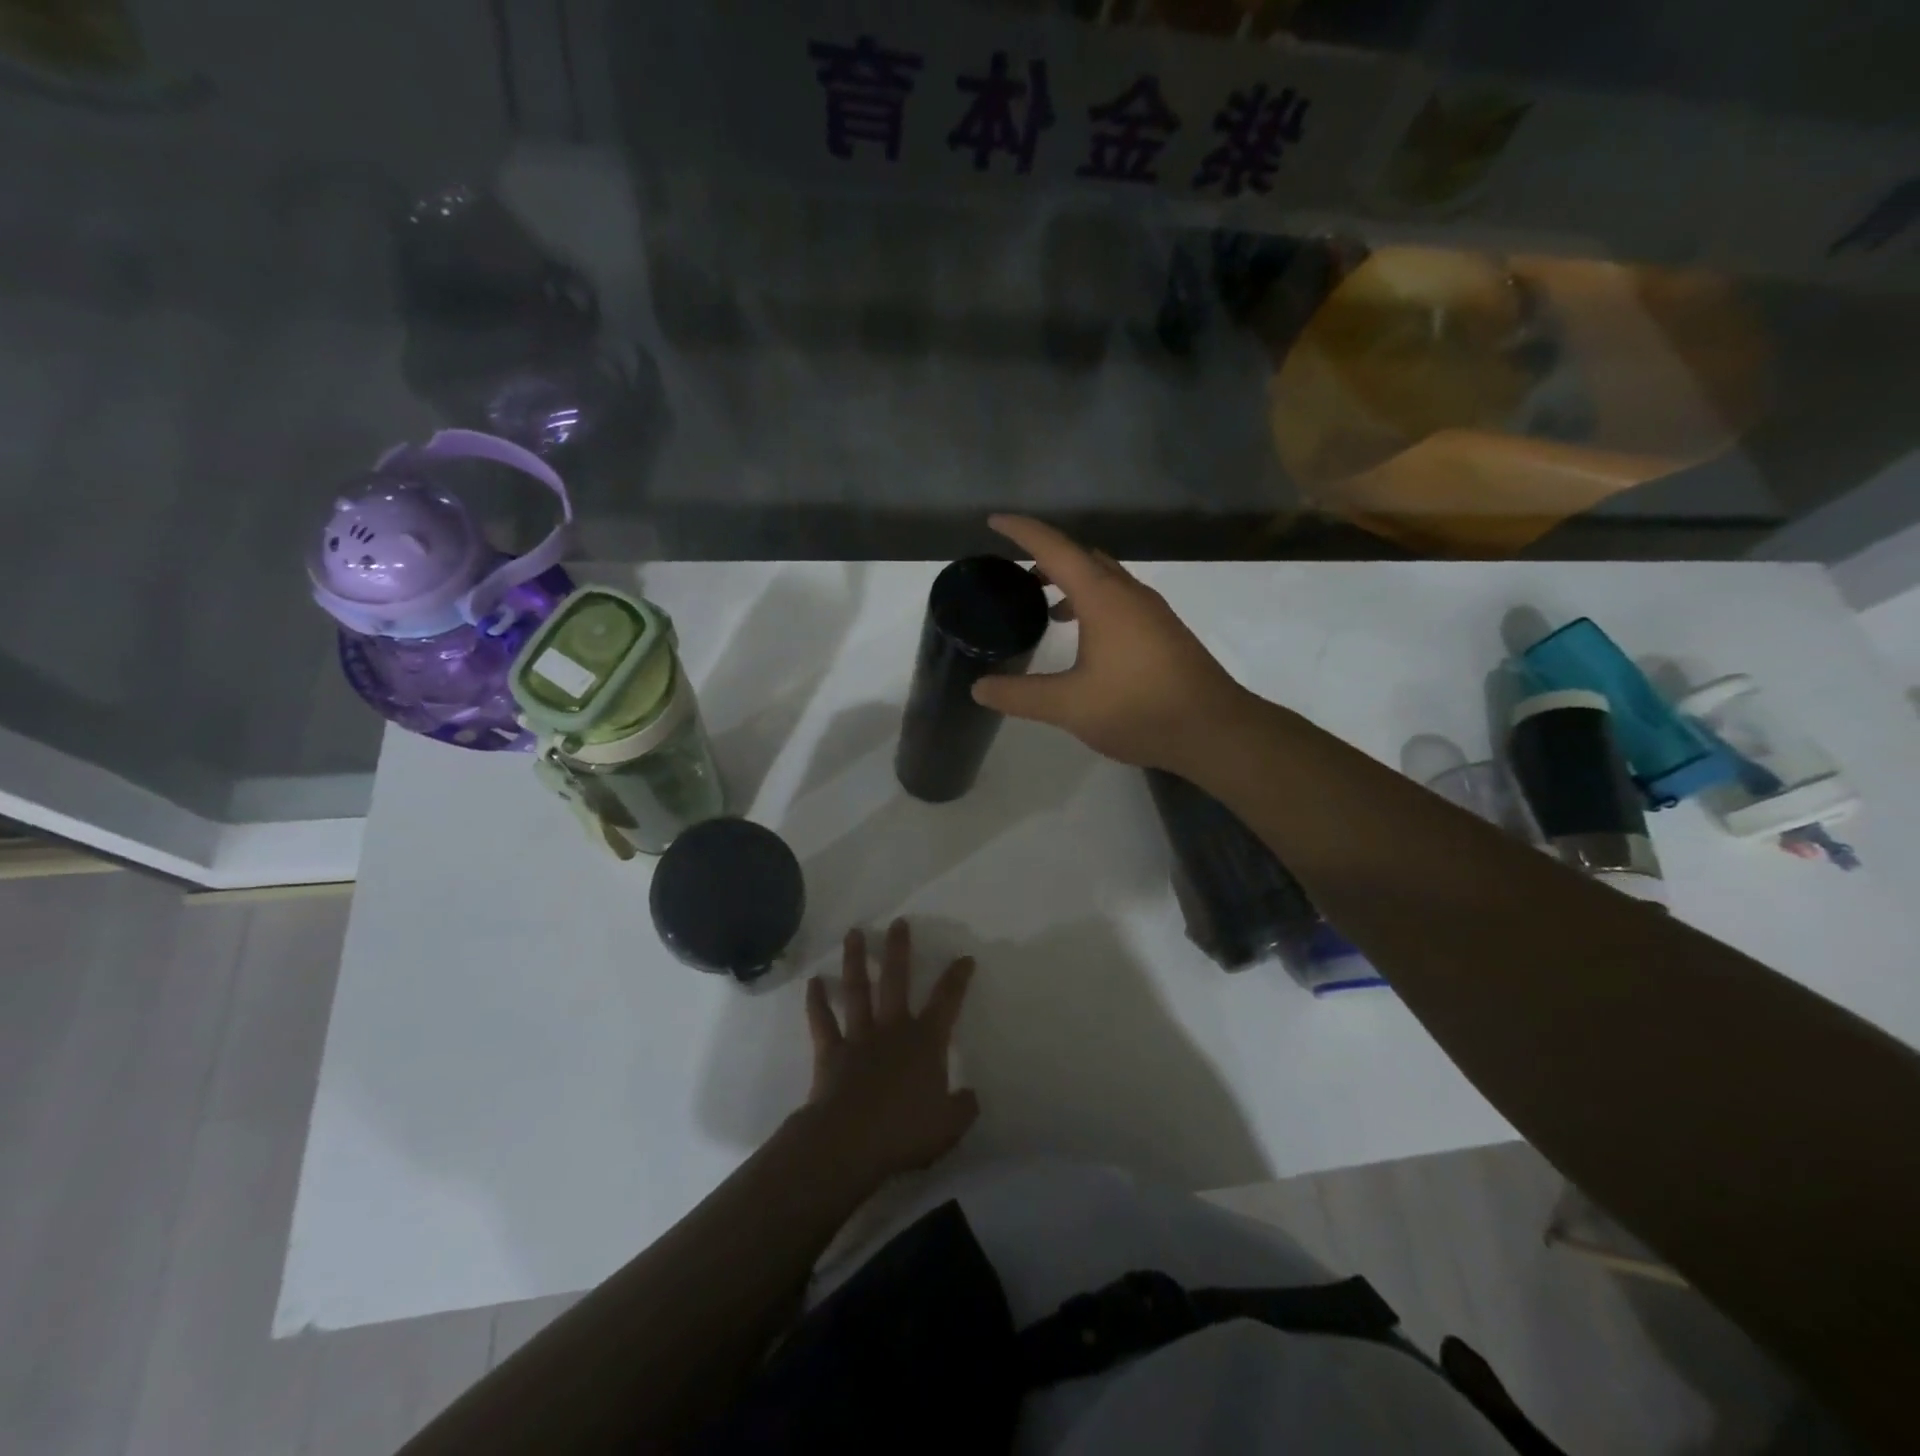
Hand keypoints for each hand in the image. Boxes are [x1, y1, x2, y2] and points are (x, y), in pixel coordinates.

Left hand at [803, 919, 979, 1183]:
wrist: (851, 1142)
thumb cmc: (905, 1133)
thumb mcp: (949, 1126)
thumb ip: (964, 1107)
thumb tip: (971, 1095)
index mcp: (926, 1043)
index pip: (947, 1002)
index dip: (957, 978)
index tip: (964, 957)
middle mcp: (893, 1029)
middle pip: (897, 980)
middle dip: (899, 950)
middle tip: (898, 923)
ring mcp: (859, 1037)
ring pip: (858, 990)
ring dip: (855, 960)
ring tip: (853, 933)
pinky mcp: (831, 1052)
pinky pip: (822, 1021)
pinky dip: (816, 1001)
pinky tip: (813, 982)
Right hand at [970, 515, 1250, 772]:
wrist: (1213, 729)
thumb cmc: (1138, 708)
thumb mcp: (1069, 705)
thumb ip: (1020, 695)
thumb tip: (979, 688)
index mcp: (1103, 598)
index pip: (1055, 549)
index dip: (1022, 532)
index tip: (995, 521)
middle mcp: (1130, 594)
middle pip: (1083, 558)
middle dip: (1047, 558)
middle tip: (1016, 574)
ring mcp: (1152, 612)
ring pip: (1105, 580)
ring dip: (1072, 583)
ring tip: (1045, 606)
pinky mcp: (1164, 633)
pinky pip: (1120, 601)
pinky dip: (1093, 604)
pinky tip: (1085, 640)